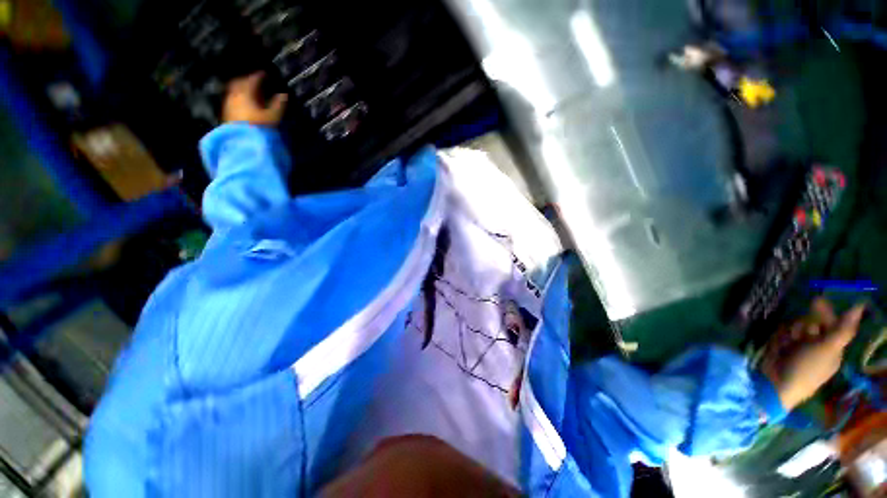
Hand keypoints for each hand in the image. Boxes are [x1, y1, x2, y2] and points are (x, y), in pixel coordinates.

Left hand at [222, 72, 287, 125]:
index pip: (252, 80)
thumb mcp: (273, 116)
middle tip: (254, 80)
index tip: (265, 74)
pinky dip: (239, 98)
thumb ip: (279, 105)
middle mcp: (235, 95)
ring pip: (234, 91)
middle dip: (247, 80)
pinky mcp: (227, 114)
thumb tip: (284, 95)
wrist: (243, 142)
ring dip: (242, 89)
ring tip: (250, 92)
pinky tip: (244, 103)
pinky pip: (232, 100)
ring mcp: (229, 104)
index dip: (259, 76)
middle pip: (239, 83)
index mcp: (246, 93)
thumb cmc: (259, 127)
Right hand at [760, 298, 864, 410]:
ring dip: (792, 330)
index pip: (832, 323)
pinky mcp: (782, 345)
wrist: (776, 383)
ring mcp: (798, 345)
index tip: (816, 300)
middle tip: (799, 330)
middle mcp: (817, 344)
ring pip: (796, 326)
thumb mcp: (827, 349)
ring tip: (788, 341)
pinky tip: (779, 344)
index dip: (826, 312)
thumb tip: (859, 306)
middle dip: (805, 324)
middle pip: (813, 322)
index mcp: (832, 347)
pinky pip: (782, 332)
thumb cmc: (806, 368)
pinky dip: (780, 336)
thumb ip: (843, 329)